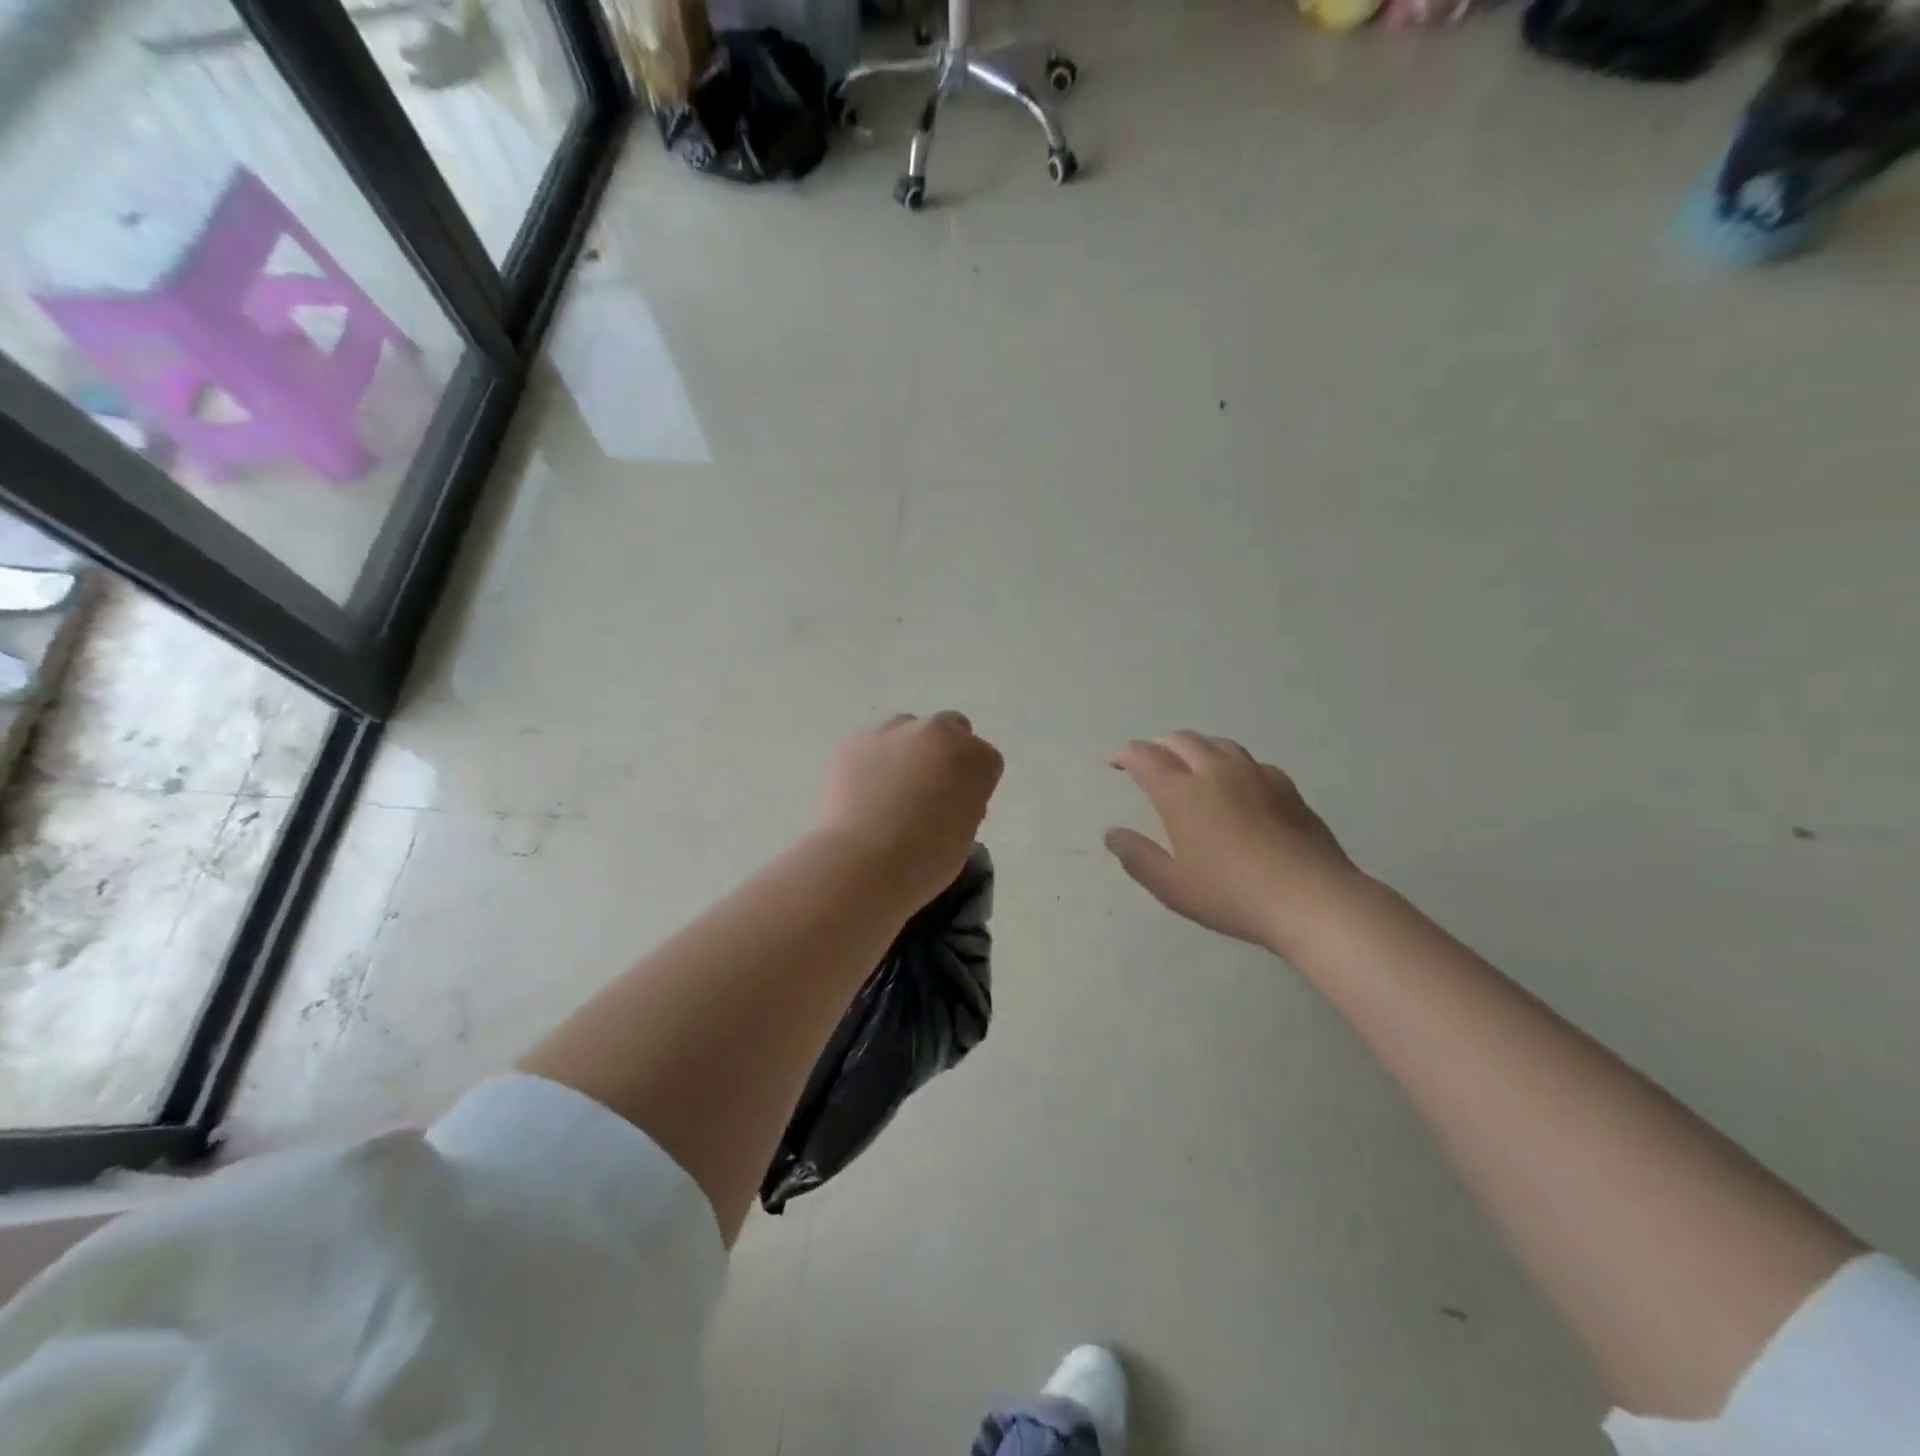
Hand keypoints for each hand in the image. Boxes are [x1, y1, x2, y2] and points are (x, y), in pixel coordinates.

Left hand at [818, 712, 1003, 907]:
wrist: (864, 863)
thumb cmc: (927, 860)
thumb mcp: (965, 836)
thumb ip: (962, 805)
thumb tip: (943, 801)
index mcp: (976, 758)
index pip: (985, 760)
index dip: (972, 783)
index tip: (959, 807)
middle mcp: (938, 732)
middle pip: (950, 728)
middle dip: (943, 752)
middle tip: (927, 790)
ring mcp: (893, 731)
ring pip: (906, 730)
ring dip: (905, 752)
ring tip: (889, 792)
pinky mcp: (855, 741)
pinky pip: (869, 746)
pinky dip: (869, 764)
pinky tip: (860, 795)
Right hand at [1105, 731, 1360, 952]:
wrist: (1311, 899)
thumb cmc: (1232, 895)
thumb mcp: (1172, 886)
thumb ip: (1138, 857)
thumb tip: (1112, 834)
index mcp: (1182, 793)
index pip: (1146, 758)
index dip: (1126, 755)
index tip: (1115, 761)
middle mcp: (1216, 772)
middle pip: (1182, 741)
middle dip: (1158, 745)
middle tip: (1147, 759)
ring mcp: (1255, 775)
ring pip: (1218, 744)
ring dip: (1194, 746)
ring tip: (1187, 760)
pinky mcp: (1285, 787)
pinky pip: (1249, 761)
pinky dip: (1229, 761)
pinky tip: (1235, 780)